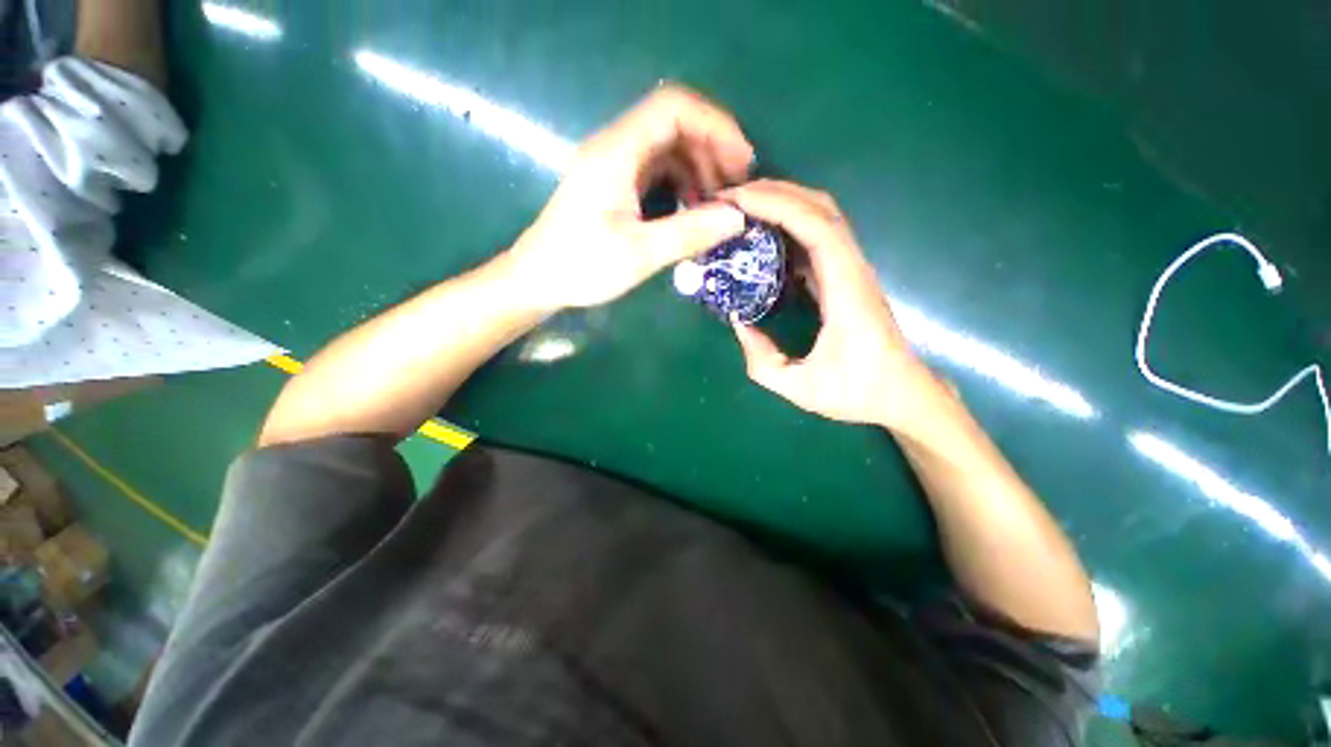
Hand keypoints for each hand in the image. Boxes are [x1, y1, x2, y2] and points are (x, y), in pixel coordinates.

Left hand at [508, 84, 753, 310]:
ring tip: (717, 204)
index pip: (674, 108)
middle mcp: (615, 147)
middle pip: (674, 125)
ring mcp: (614, 166)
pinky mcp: (615, 184)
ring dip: (698, 169)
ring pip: (668, 148)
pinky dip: (681, 184)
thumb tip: (737, 217)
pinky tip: (691, 209)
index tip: (742, 162)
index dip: (715, 126)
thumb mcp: (640, 254)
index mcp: (616, 152)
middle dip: (712, 150)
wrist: (538, 279)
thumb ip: (690, 233)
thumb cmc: (582, 267)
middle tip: (735, 189)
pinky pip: (657, 170)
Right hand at [722, 180, 940, 430]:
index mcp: (846, 290)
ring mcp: (851, 270)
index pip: (816, 228)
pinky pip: (818, 236)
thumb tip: (738, 322)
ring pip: (822, 216)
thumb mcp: (800, 388)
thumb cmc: (856, 392)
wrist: (902, 394)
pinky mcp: (845, 277)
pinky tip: (765, 232)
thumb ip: (762, 359)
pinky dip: (790, 223)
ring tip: (744, 207)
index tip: (737, 201)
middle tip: (731, 198)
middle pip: (820, 208)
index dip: (777, 206)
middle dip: (775, 193)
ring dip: (784, 202)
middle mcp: (853, 269)